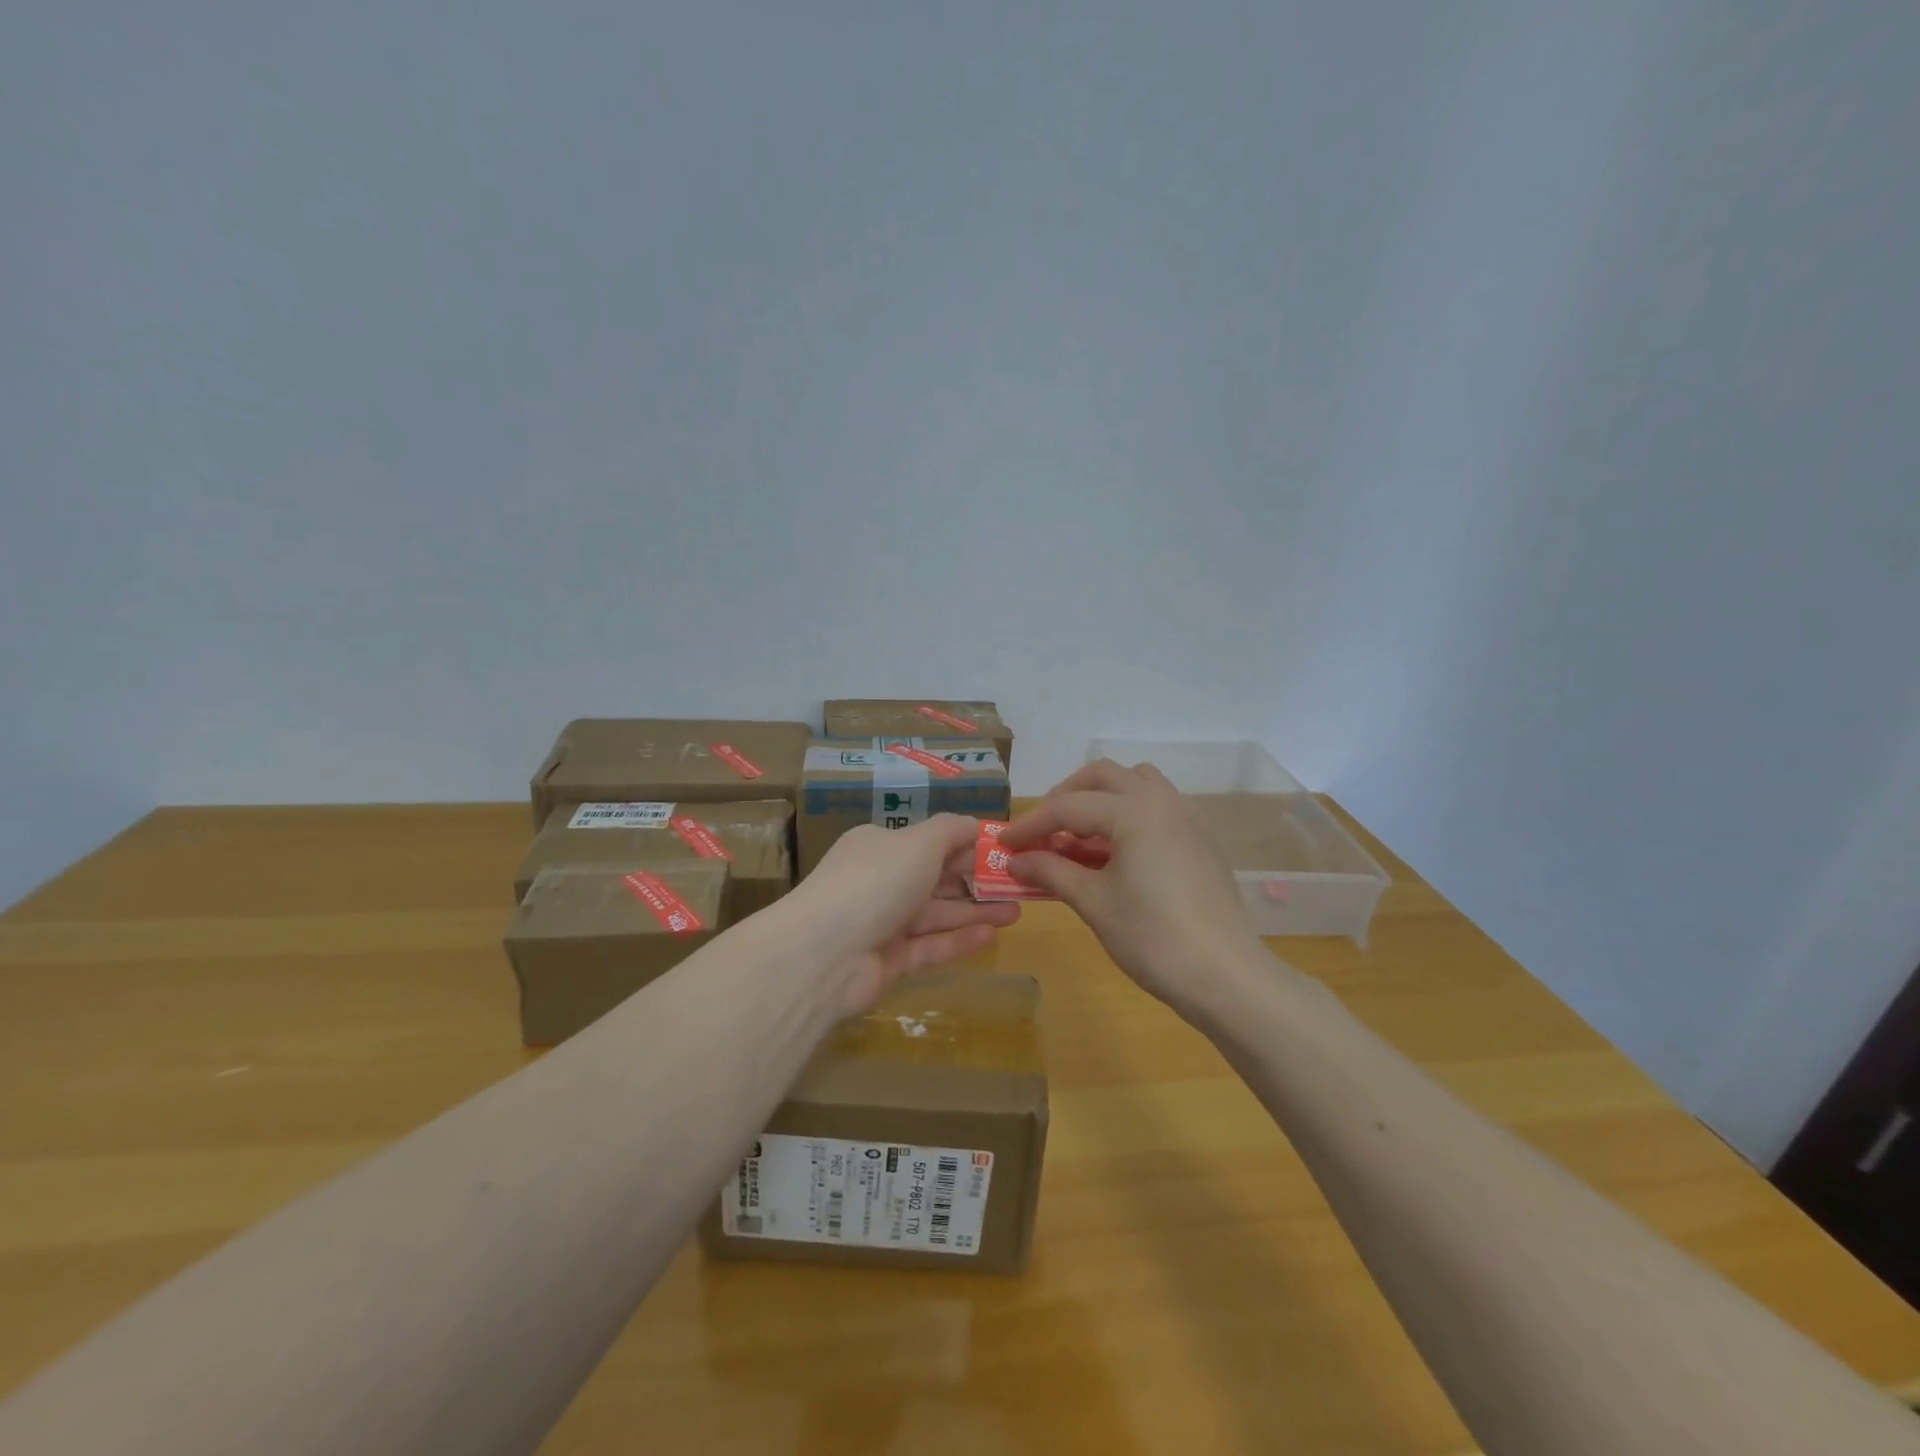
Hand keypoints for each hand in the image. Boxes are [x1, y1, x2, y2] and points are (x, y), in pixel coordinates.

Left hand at [788, 815, 1020, 1015]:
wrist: (825, 954)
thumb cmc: (876, 881)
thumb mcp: (919, 842)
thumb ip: (951, 831)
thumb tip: (975, 824)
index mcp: (879, 846)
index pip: (929, 842)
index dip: (967, 846)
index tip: (1004, 852)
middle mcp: (879, 881)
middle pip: (935, 879)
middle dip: (976, 881)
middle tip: (1018, 885)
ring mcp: (882, 924)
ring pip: (936, 914)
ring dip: (975, 911)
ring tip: (1017, 911)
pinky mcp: (887, 962)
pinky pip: (929, 946)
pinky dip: (958, 940)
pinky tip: (991, 935)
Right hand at [998, 760, 1258, 1009]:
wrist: (1225, 976)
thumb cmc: (1153, 938)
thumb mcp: (1094, 903)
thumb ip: (1051, 872)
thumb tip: (1015, 862)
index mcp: (1134, 810)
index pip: (1068, 807)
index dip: (1031, 825)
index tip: (1003, 844)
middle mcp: (1162, 800)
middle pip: (1102, 777)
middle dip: (1065, 797)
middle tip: (1041, 830)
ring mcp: (1187, 817)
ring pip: (1135, 783)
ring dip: (1100, 798)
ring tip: (1078, 835)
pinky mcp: (1200, 839)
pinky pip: (1157, 805)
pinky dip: (1128, 812)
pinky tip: (1116, 851)